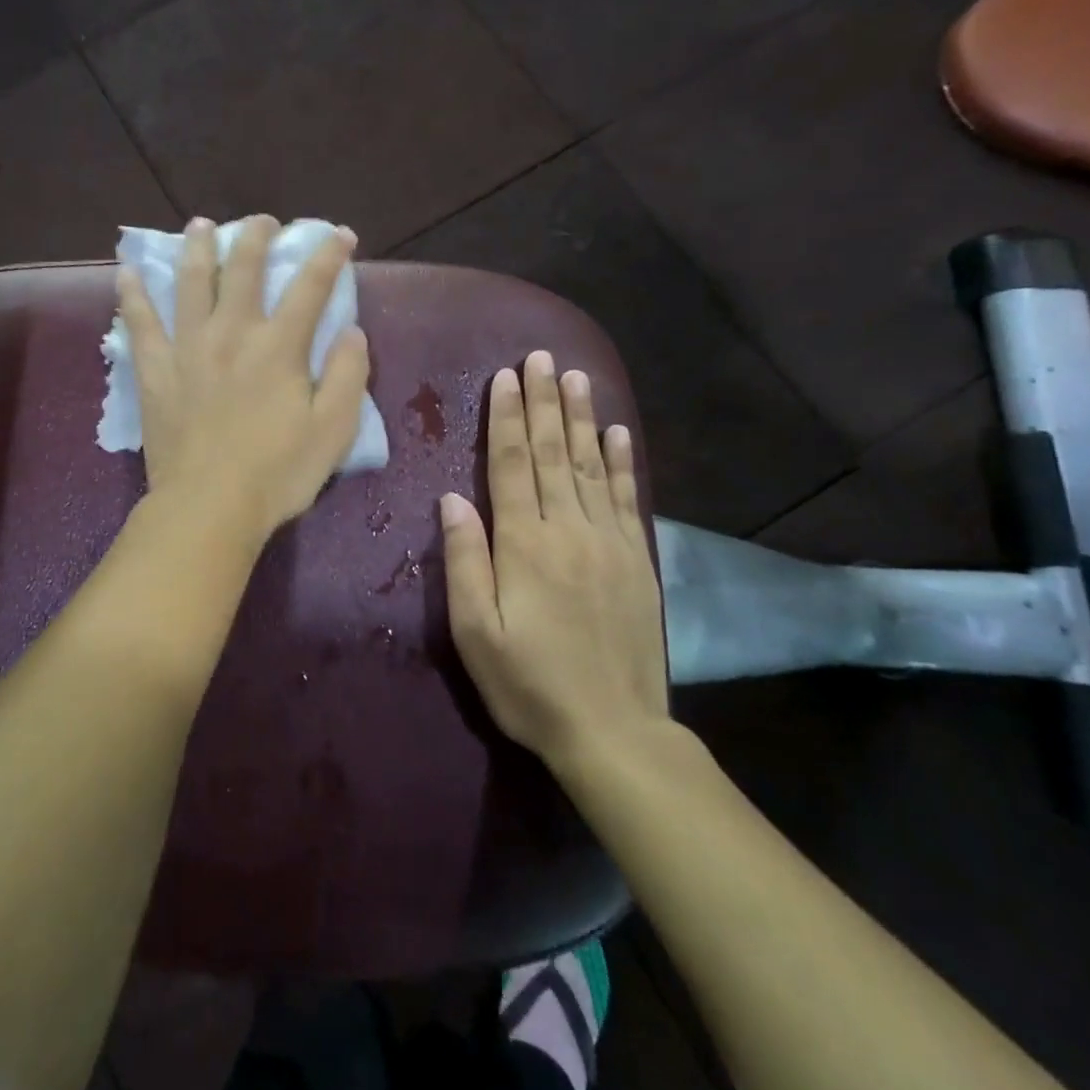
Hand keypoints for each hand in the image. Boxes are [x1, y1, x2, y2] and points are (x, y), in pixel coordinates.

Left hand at [118, 216, 370, 544]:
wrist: (208, 506)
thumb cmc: (277, 473)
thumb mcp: (333, 430)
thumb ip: (347, 375)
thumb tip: (351, 331)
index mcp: (278, 346)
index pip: (310, 287)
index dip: (328, 255)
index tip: (339, 234)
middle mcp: (232, 333)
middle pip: (244, 270)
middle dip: (257, 237)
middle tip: (263, 221)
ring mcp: (188, 348)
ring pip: (191, 283)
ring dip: (199, 248)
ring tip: (201, 225)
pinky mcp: (155, 371)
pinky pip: (139, 324)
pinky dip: (132, 296)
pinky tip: (126, 274)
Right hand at [442, 351, 668, 774]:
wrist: (614, 732)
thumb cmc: (529, 684)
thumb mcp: (476, 632)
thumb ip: (465, 560)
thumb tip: (452, 499)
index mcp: (524, 544)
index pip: (513, 465)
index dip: (508, 418)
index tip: (507, 377)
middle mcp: (569, 529)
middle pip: (554, 453)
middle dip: (545, 401)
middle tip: (542, 356)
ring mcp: (610, 542)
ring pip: (591, 466)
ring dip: (581, 418)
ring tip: (576, 377)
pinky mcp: (637, 561)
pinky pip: (628, 498)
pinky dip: (623, 461)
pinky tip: (618, 433)